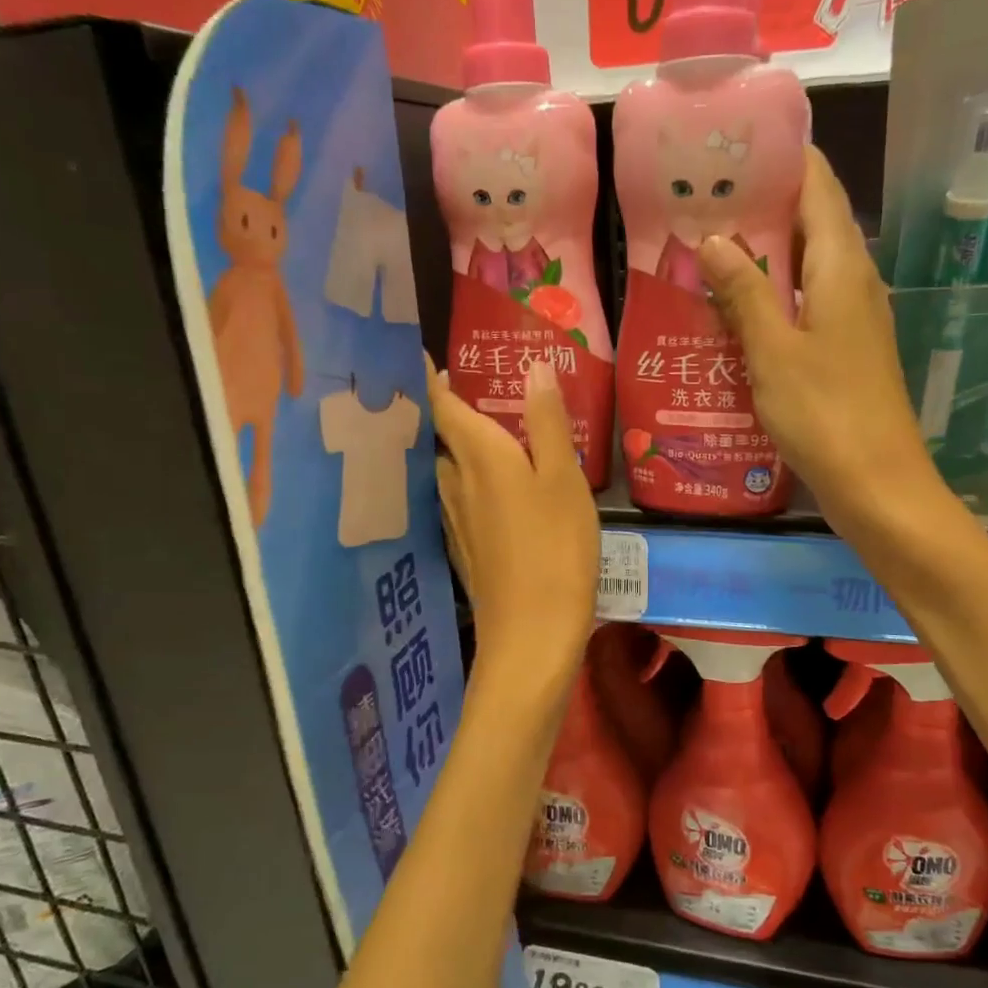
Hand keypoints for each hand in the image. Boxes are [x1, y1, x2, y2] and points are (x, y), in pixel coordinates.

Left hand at [428, 354, 598, 699]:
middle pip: (441, 437)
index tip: (422, 356)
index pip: (442, 405)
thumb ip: (547, 421)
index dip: (431, 379)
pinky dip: (468, 481)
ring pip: (448, 470)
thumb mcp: (564, 478)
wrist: (531, 632)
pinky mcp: (463, 547)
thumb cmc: (555, 546)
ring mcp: (454, 518)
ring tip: (485, 435)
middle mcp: (455, 481)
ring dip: (458, 448)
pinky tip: (491, 490)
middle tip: (472, 391)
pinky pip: (458, 499)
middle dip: (448, 412)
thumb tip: (532, 367)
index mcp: (479, 455)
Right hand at [698, 147, 955, 542]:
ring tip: (705, 249)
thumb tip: (715, 239)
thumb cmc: (825, 413)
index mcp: (842, 267)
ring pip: (805, 266)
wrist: (877, 484)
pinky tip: (731, 310)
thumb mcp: (774, 350)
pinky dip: (771, 296)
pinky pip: (805, 304)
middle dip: (760, 207)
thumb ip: (745, 291)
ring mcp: (852, 317)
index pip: (817, 187)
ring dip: (762, 255)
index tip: (732, 149)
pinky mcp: (844, 349)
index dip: (782, 159)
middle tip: (701, 202)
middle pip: (811, 222)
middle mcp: (854, 281)